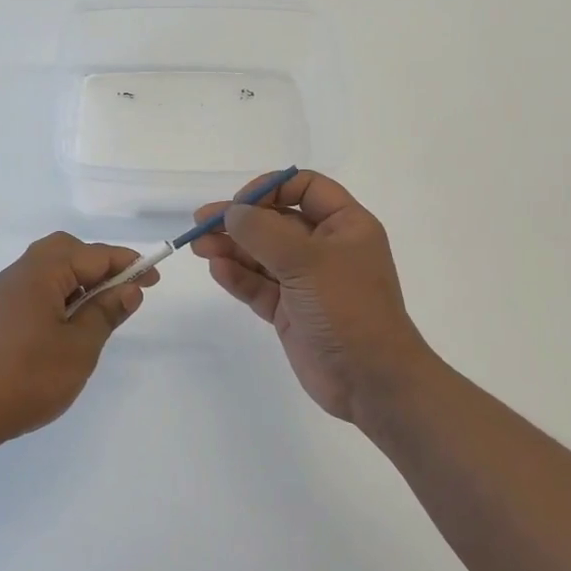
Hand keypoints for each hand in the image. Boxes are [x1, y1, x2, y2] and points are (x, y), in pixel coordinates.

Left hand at [0, 233, 157, 449]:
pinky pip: (37, 288)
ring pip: (50, 269)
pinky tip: (71, 324)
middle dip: (100, 264)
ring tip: (102, 310)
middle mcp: (20, 273)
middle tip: (125, 291)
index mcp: (40, 273)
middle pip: (67, 250)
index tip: (154, 278)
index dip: (127, 264)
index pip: (93, 255)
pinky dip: (61, 294)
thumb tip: (129, 289)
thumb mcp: (79, 347)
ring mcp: (5, 293)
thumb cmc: (27, 378)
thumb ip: (105, 313)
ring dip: (80, 280)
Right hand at [190, 171, 430, 421]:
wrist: (371, 381)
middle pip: (276, 221)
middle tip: (202, 222)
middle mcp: (326, 248)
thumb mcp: (306, 261)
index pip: (306, 188)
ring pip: (262, 254)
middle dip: (240, 220)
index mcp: (345, 226)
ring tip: (199, 246)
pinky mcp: (290, 310)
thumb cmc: (347, 308)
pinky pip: (259, 285)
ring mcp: (306, 281)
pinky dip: (238, 276)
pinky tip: (217, 269)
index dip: (272, 188)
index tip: (242, 203)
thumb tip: (231, 213)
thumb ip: (263, 232)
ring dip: (232, 247)